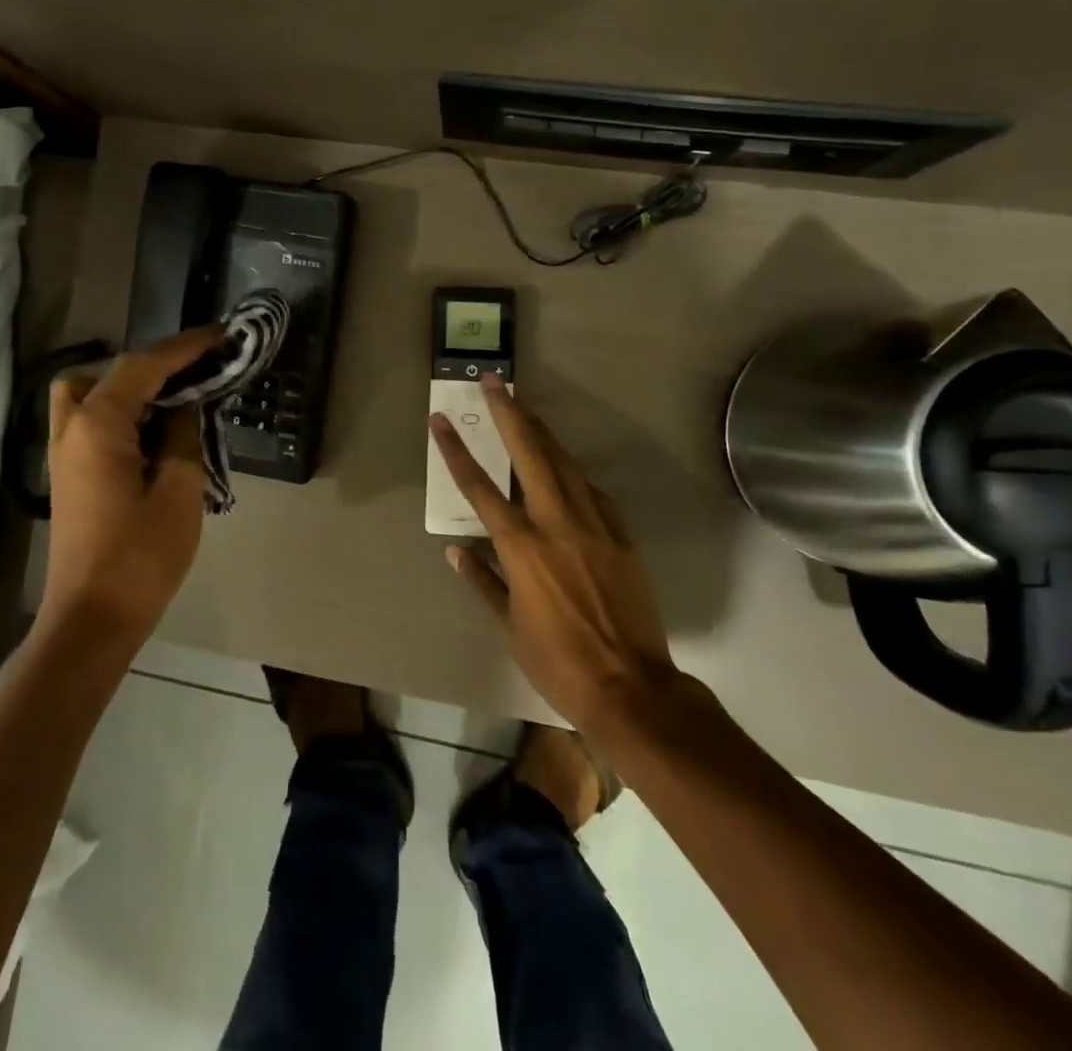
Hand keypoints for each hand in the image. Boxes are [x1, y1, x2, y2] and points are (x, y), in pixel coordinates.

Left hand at [42, 327, 223, 648]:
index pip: (144, 366)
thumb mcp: (179, 491)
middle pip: (109, 373)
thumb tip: (185, 408)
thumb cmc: (140, 557)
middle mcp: (72, 428)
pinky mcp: (70, 475)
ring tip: (176, 406)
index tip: (222, 335)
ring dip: (132, 390)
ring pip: (90, 396)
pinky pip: (92, 423)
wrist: (91, 620)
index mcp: (98, 425)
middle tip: (198, 377)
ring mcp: (64, 453)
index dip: (186, 347)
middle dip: (154, 366)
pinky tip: (156, 436)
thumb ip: (184, 436)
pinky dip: (122, 414)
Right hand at [429, 375, 678, 737]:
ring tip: (526, 407)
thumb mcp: (509, 627)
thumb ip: (483, 582)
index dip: (456, 451)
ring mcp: (594, 526)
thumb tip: (455, 552)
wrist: (632, 688)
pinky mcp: (621, 536)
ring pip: (566, 464)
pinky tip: (566, 466)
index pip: (479, 488)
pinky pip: (594, 492)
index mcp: (521, 548)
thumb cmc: (559, 662)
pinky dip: (574, 474)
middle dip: (510, 414)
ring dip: (543, 432)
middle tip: (495, 382)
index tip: (440, 420)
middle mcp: (556, 525)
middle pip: (530, 455)